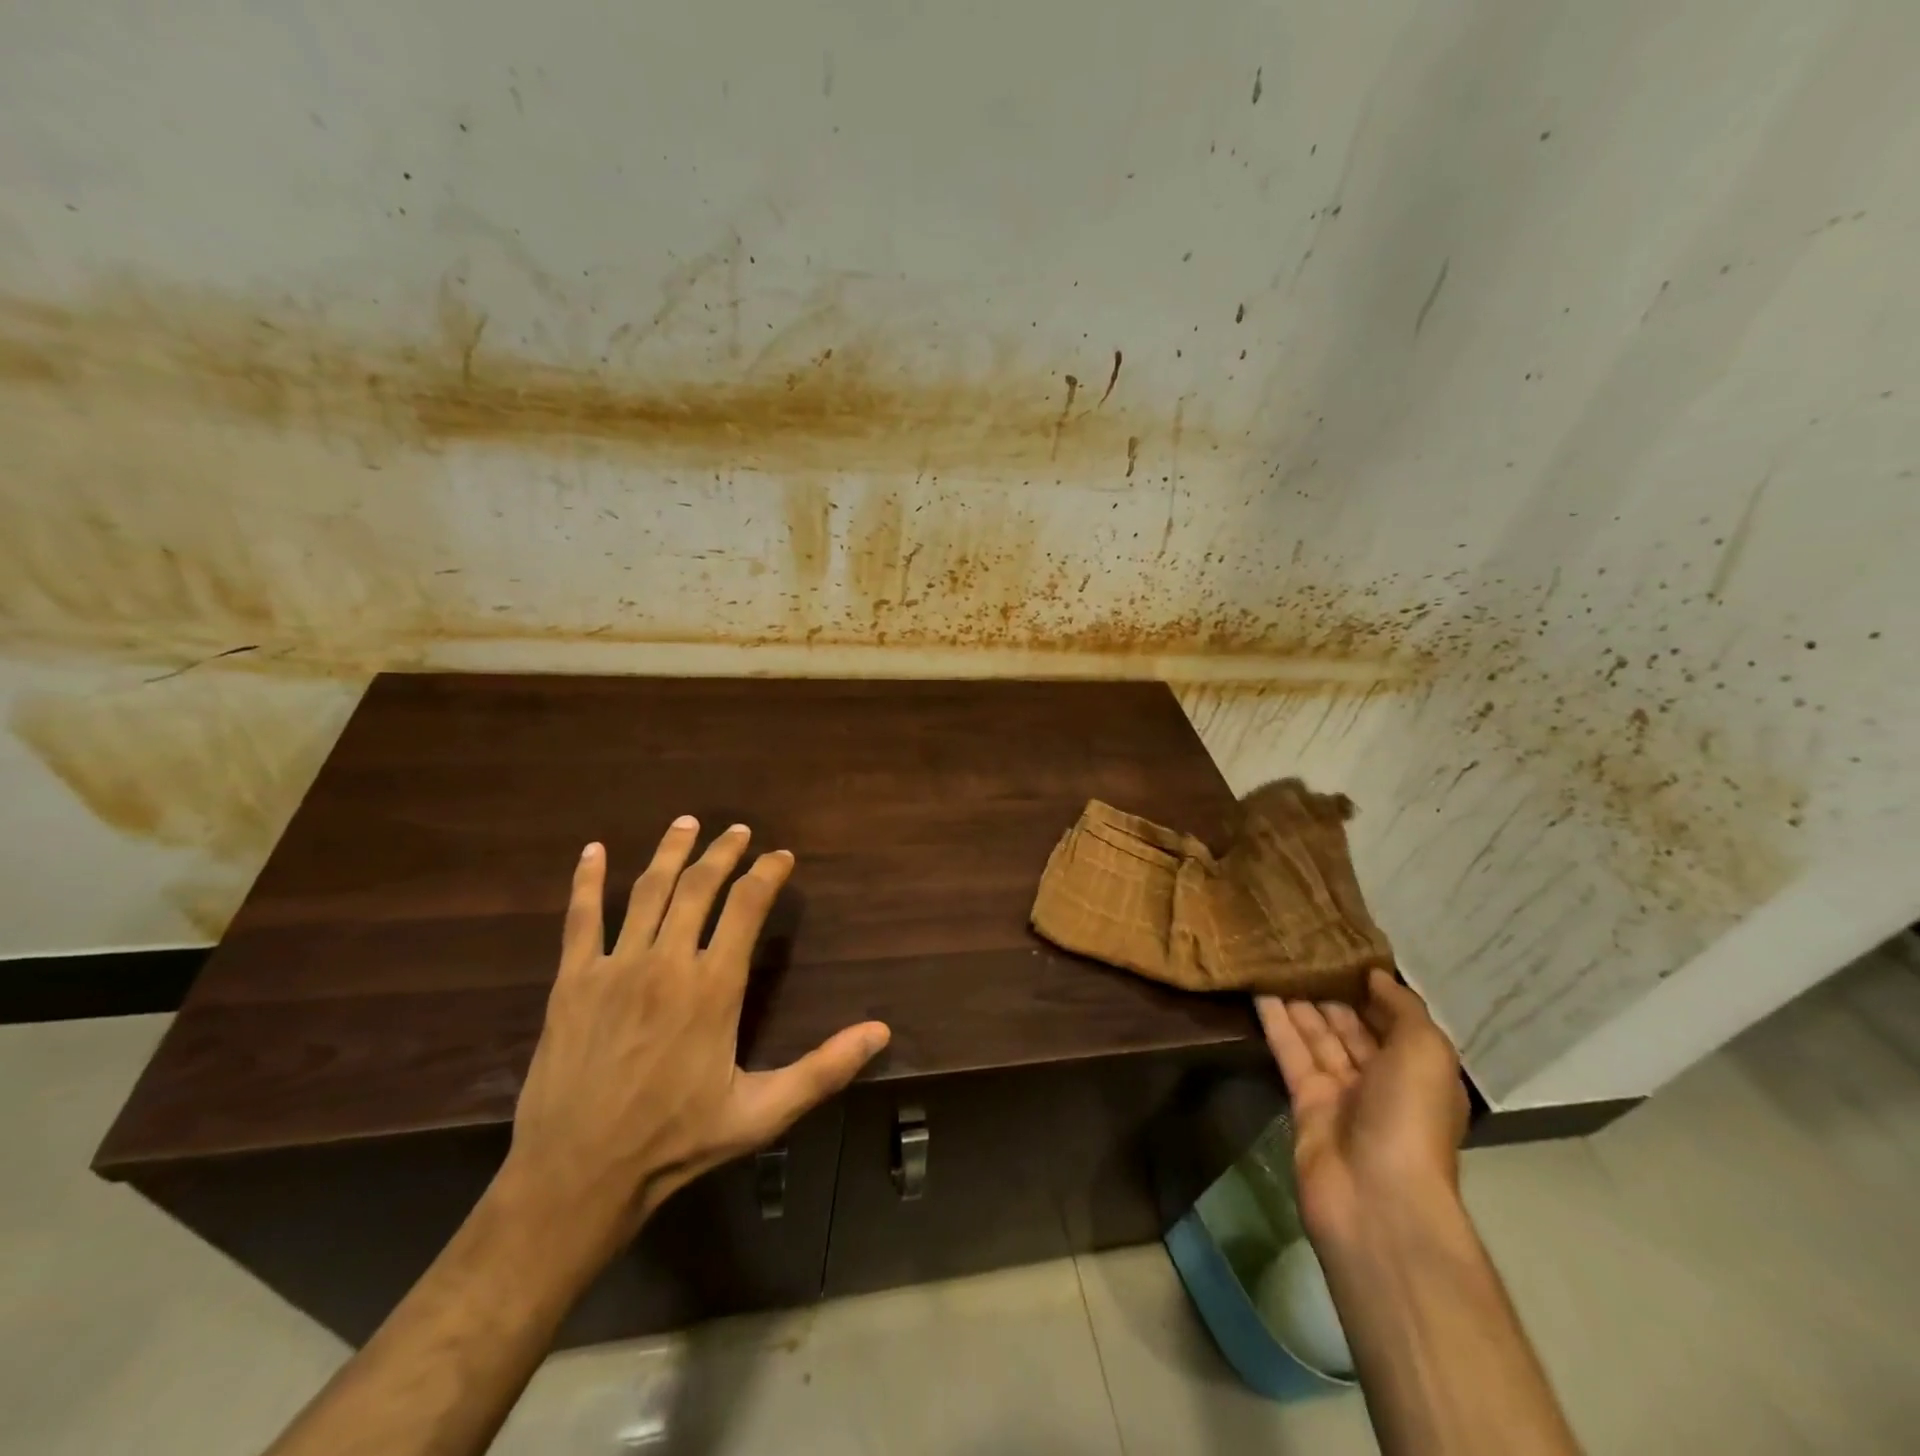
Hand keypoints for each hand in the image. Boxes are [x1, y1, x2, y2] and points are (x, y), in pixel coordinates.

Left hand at [498, 818, 890, 1259]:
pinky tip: (592, 851)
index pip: (747, 906)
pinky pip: (580, 919)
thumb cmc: (676, 1143)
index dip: (768, 873)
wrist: (576, 1178)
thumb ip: (824, 1068)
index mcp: (713, 987)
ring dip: (670, 852)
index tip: (782, 856)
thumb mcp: (762, 1112)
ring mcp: (614, 967)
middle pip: (698, 887)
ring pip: (646, 891)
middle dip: (723, 853)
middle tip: (739, 830)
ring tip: (686, 823)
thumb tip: (881, 1032)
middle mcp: (666, 963)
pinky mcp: (571, 982)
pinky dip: (585, 881)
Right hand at [1257, 969, 1469, 1243]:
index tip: (1343, 948)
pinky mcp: (1304, 1102)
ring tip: (1275, 959)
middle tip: (1301, 948)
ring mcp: (1341, 1093)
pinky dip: (1276, 1021)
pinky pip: (1290, 1052)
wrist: (1376, 1197)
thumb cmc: (1411, 1117)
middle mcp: (1382, 1080)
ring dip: (1299, 1000)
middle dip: (1331, 990)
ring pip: (1317, 1036)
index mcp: (1420, 1071)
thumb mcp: (1426, 1051)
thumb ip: (1403, 1008)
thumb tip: (1375, 975)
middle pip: (1352, 1026)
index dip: (1371, 987)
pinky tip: (1258, 989)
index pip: (1393, 1020)